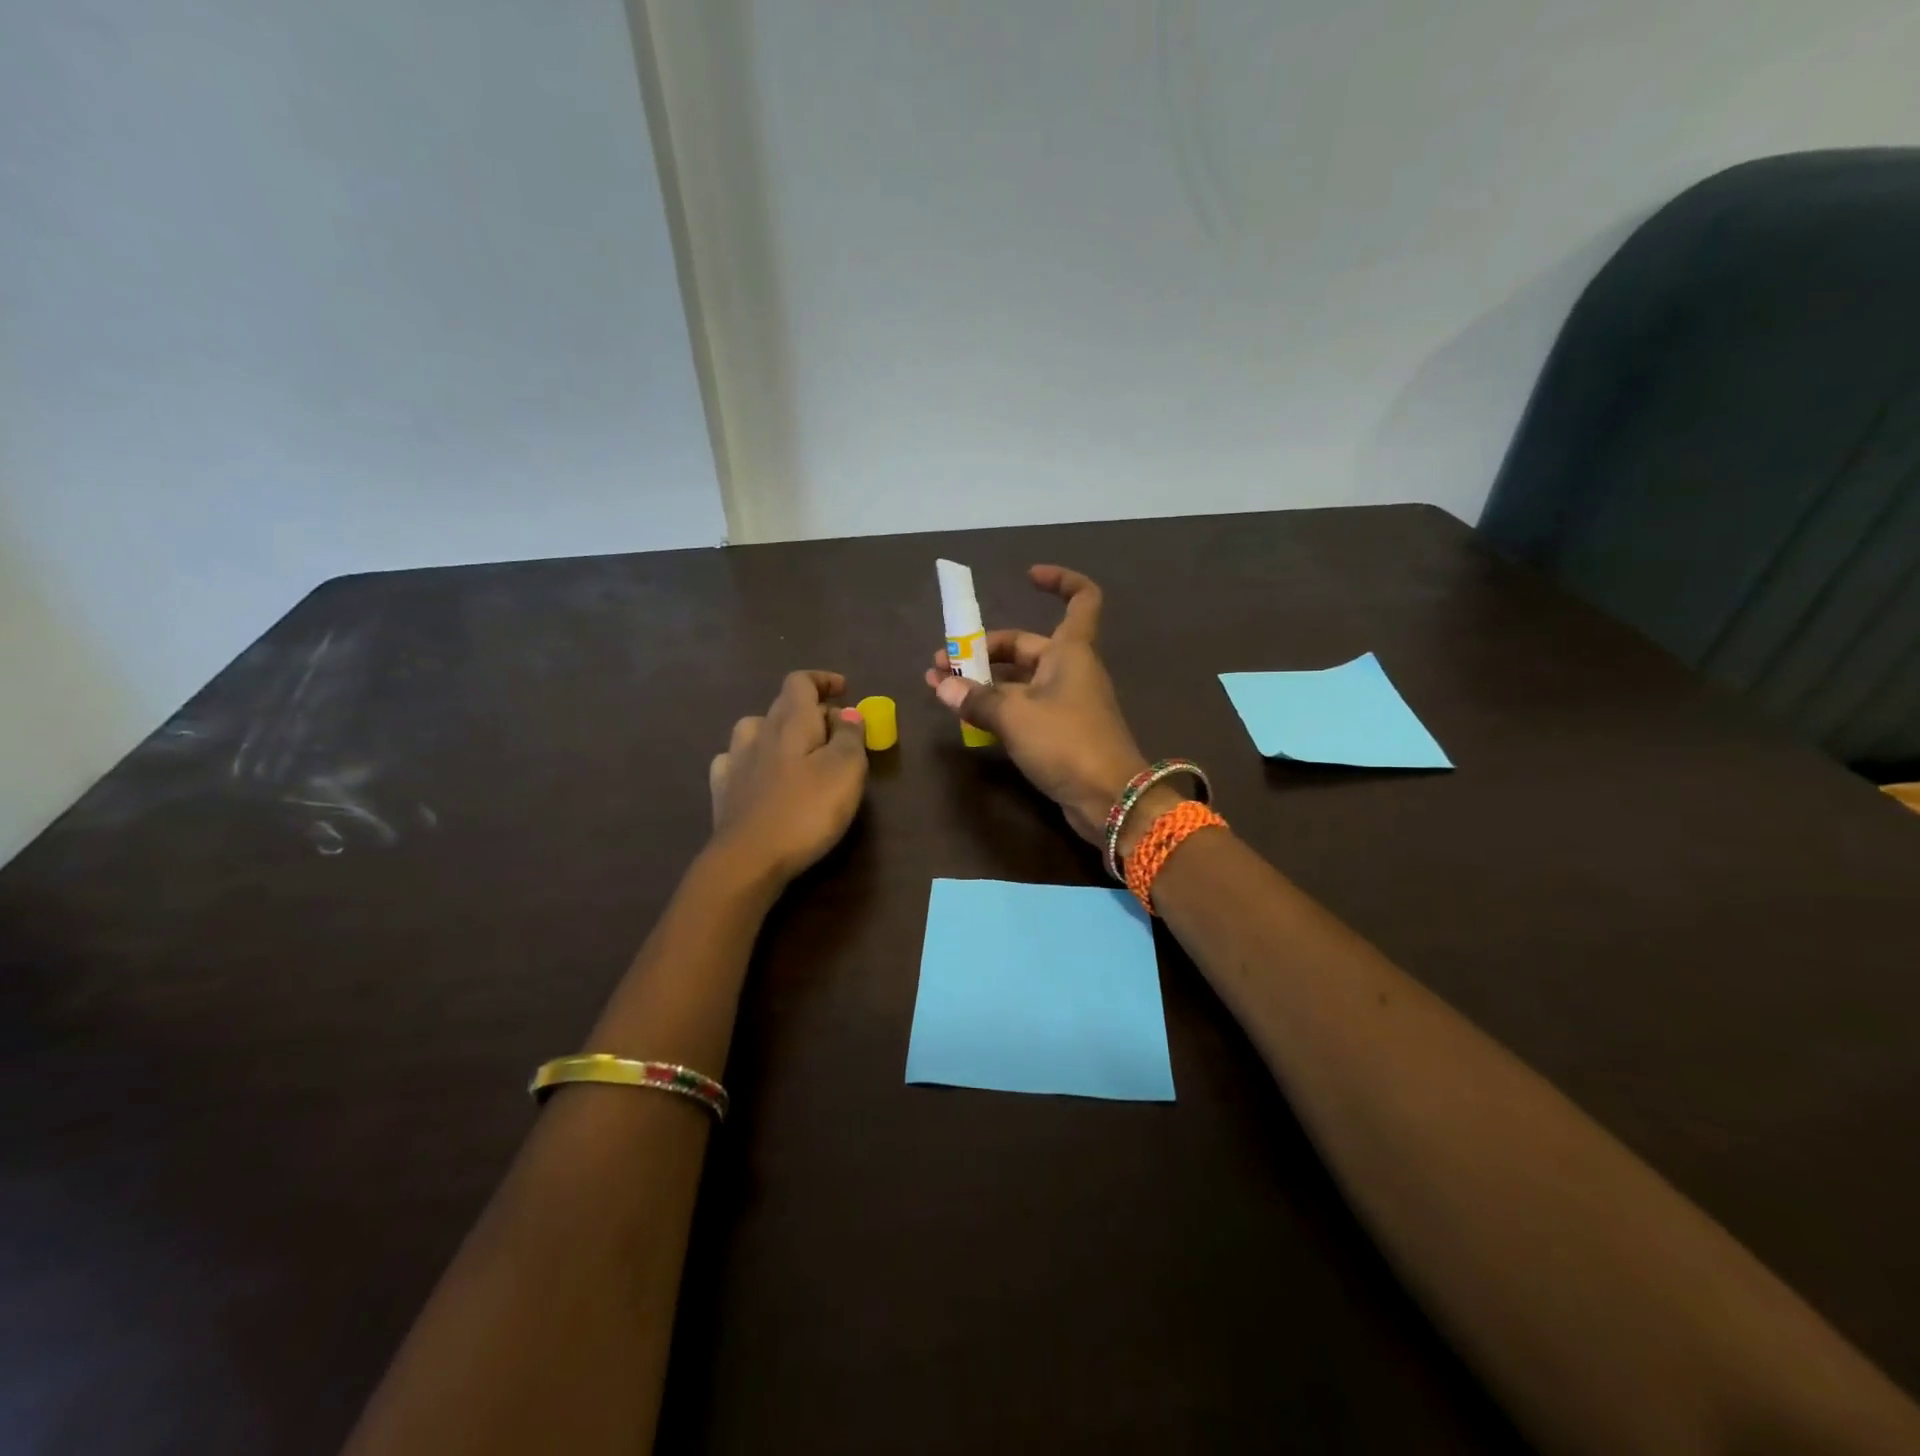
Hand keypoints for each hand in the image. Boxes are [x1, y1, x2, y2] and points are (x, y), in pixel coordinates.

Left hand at [708, 671, 868, 882]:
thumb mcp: (846, 769)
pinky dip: (752, 759)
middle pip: (782, 705)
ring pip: (755, 729)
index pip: (800, 682)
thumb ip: (850, 736)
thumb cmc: (806, 810)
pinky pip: (735, 760)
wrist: (749, 859)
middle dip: (811, 710)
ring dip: (778, 731)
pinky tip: (759, 774)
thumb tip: (846, 713)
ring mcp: (735, 761)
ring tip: (796, 751)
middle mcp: (759, 733)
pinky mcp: (723, 791)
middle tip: (836, 732)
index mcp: (791, 723)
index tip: (844, 689)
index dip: (822, 680)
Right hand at [924, 566, 1151, 845]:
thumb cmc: (1067, 742)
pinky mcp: (1061, 733)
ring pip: (1020, 681)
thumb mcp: (1015, 716)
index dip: (1059, 580)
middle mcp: (1070, 670)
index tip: (1028, 576)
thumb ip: (977, 699)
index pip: (1081, 598)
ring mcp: (1067, 703)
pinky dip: (998, 708)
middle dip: (983, 651)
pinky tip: (968, 718)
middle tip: (942, 665)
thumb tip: (942, 686)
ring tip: (943, 690)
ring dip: (984, 683)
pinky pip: (1024, 709)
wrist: (1110, 799)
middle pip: (1026, 647)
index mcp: (1071, 651)